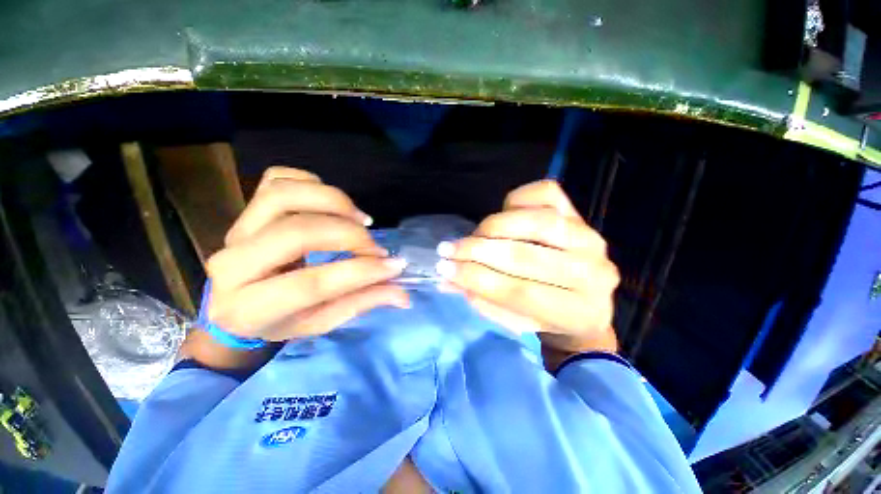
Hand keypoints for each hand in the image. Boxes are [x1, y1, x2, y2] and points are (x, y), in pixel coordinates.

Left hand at [204, 167, 409, 341]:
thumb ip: (361, 303)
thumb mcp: (321, 321)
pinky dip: (311, 183)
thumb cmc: (283, 319)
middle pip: (297, 232)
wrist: (239, 303)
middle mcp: (233, 264)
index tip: (394, 265)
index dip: (360, 272)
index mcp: (250, 308)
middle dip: (348, 234)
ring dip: (333, 202)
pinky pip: (277, 178)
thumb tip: (403, 295)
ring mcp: (237, 230)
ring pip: (284, 195)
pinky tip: (331, 204)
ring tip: (359, 219)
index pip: (311, 284)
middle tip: (374, 246)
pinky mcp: (246, 209)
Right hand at [436, 180, 619, 357]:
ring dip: (493, 227)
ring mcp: (590, 238)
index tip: (444, 269)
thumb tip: (446, 278)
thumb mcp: (514, 319)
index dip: (477, 279)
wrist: (584, 299)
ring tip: (472, 236)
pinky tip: (503, 213)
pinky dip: (517, 200)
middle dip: (478, 251)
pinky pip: (547, 194)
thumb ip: (482, 299)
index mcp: (578, 312)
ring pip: (536, 221)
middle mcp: (592, 273)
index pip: (520, 292)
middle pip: (526, 256)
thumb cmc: (545, 315)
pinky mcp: (581, 214)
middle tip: (448, 250)